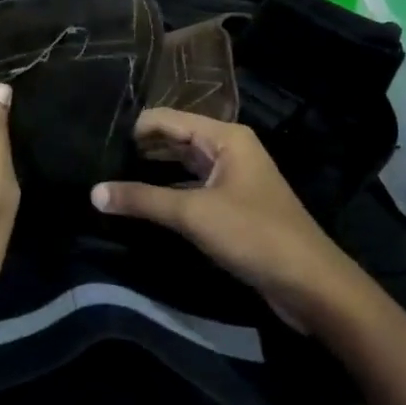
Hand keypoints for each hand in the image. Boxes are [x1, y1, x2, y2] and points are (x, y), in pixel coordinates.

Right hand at [92, 109, 374, 331]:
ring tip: (110, 177)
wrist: (311, 285)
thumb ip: (142, 200)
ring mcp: (232, 177)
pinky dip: (167, 191)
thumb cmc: (254, 235)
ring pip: (182, 165)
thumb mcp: (193, 214)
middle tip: (97, 159)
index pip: (166, 119)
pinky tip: (141, 202)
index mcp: (224, 137)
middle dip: (139, 148)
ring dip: (151, 170)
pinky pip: (191, 188)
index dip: (133, 128)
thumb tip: (94, 192)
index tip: (96, 140)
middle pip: (174, 138)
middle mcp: (228, 149)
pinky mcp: (232, 205)